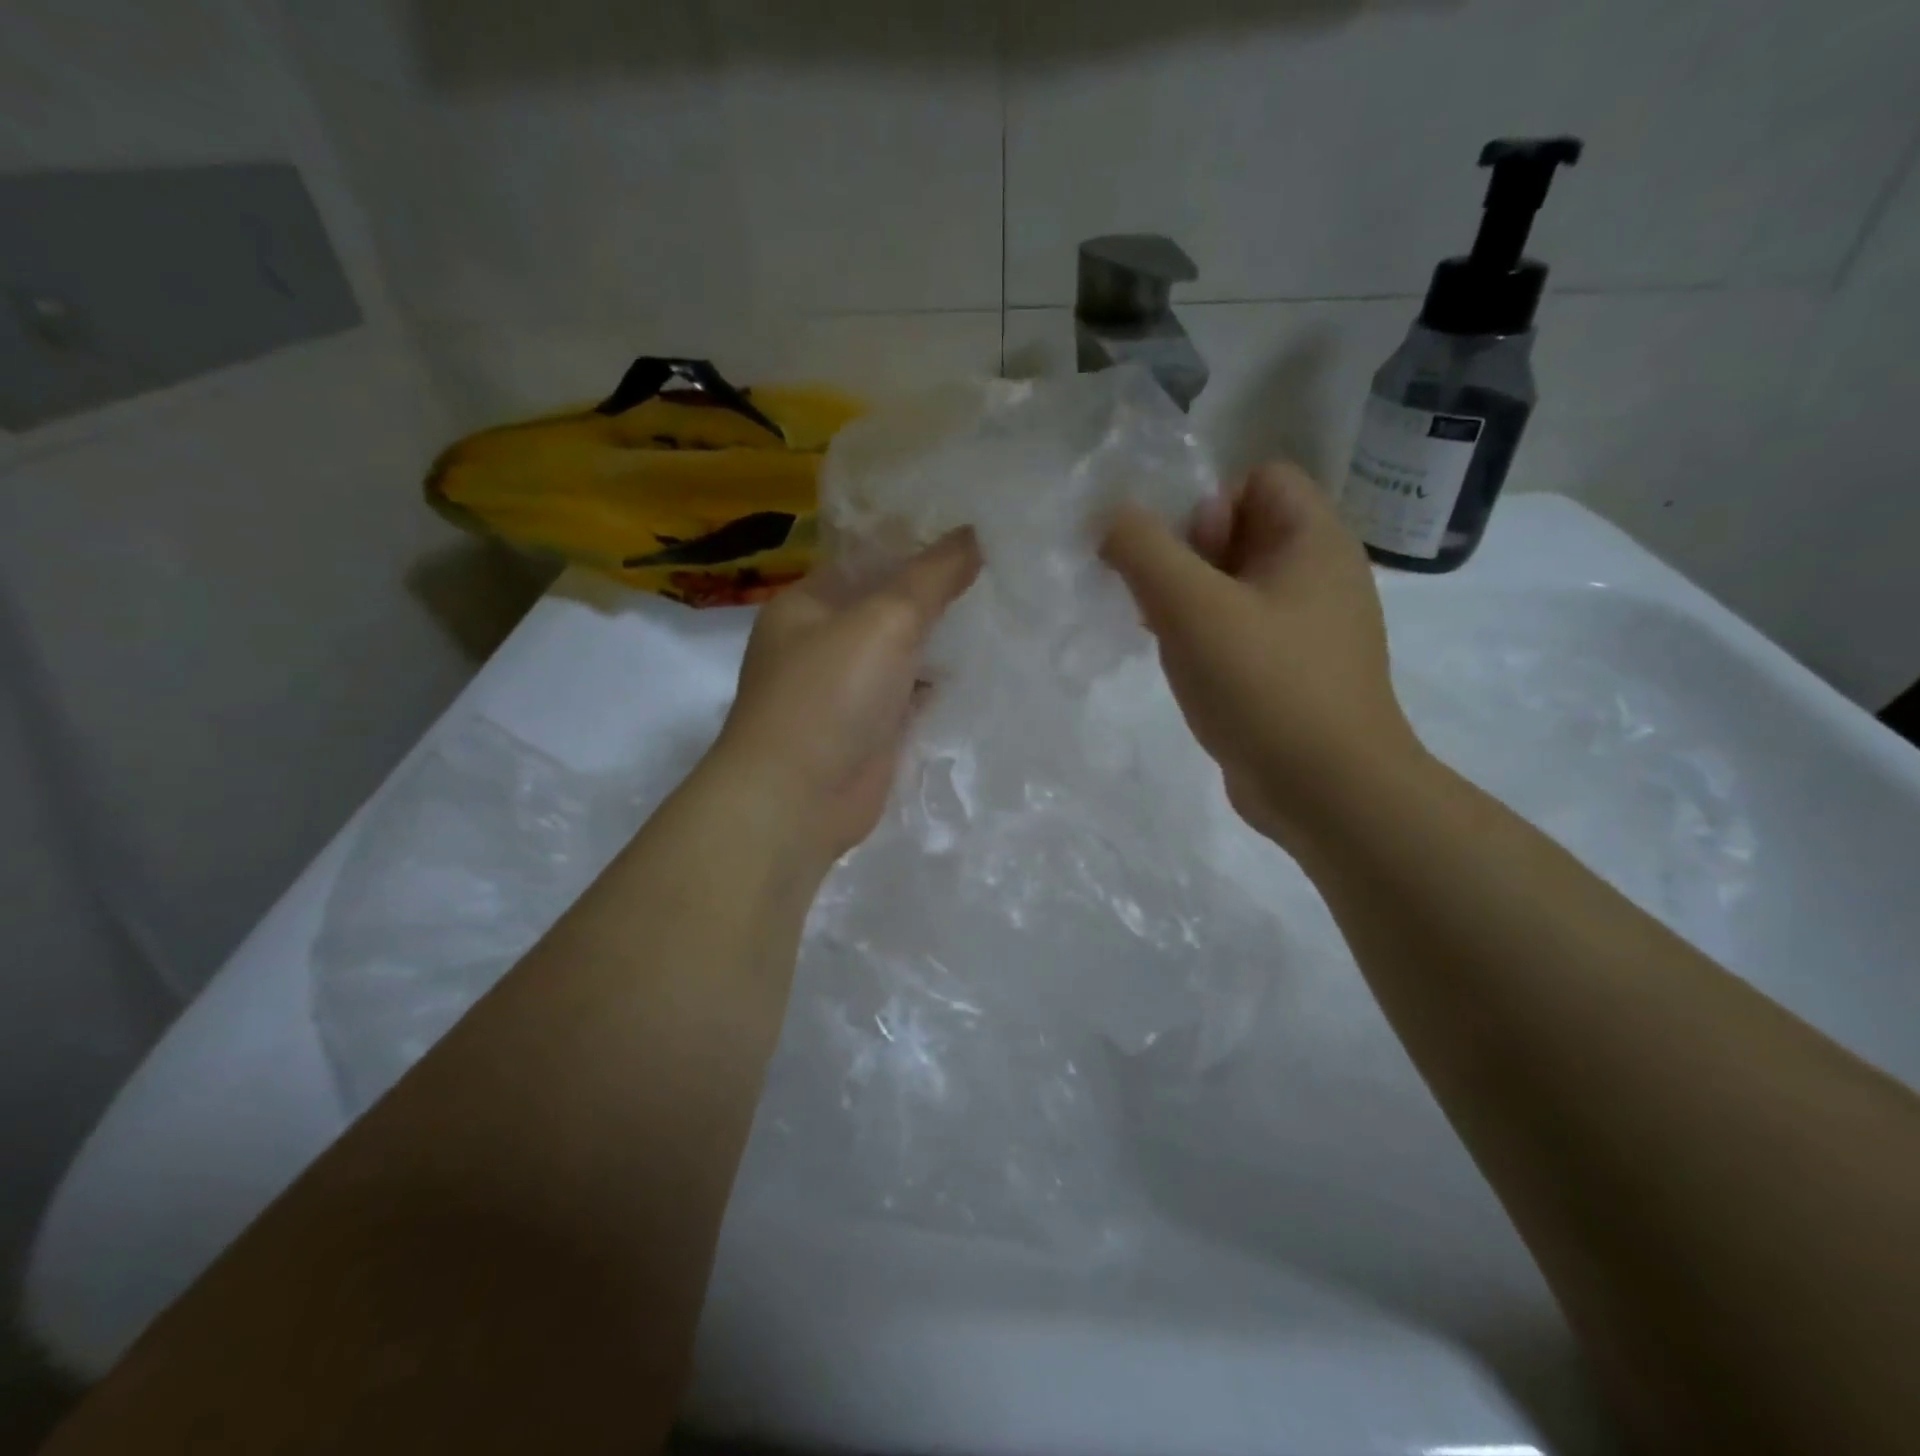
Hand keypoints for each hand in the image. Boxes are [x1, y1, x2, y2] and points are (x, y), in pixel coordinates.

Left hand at [709, 530, 980, 871]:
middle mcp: (823, 643)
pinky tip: (981, 671)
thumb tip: (974, 532)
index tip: (975, 534)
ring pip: (902, 653)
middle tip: (1000, 570)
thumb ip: (932, 576)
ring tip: (1002, 613)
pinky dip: (938, 685)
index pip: (868, 558)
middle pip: (887, 606)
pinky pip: (910, 696)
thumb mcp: (884, 620)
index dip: (917, 544)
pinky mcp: (870, 730)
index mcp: (808, 603)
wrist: (798, 799)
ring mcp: (846, 690)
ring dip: (941, 641)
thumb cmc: (830, 694)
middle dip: (936, 594)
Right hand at [1103, 463, 1423, 847]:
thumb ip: (1143, 550)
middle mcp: (1320, 574)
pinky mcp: (1293, 671)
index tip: (1178, 559)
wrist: (1327, 791)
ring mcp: (1309, 628)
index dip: (1206, 502)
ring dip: (1189, 602)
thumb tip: (1110, 517)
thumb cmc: (1265, 685)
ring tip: (1165, 638)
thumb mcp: (1192, 607)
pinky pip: (1241, 631)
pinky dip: (1207, 638)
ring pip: (1234, 586)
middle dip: (1188, 558)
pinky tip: (1184, 669)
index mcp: (1314, 540)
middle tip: (1162, 604)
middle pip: (1241, 531)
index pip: (1258, 477)